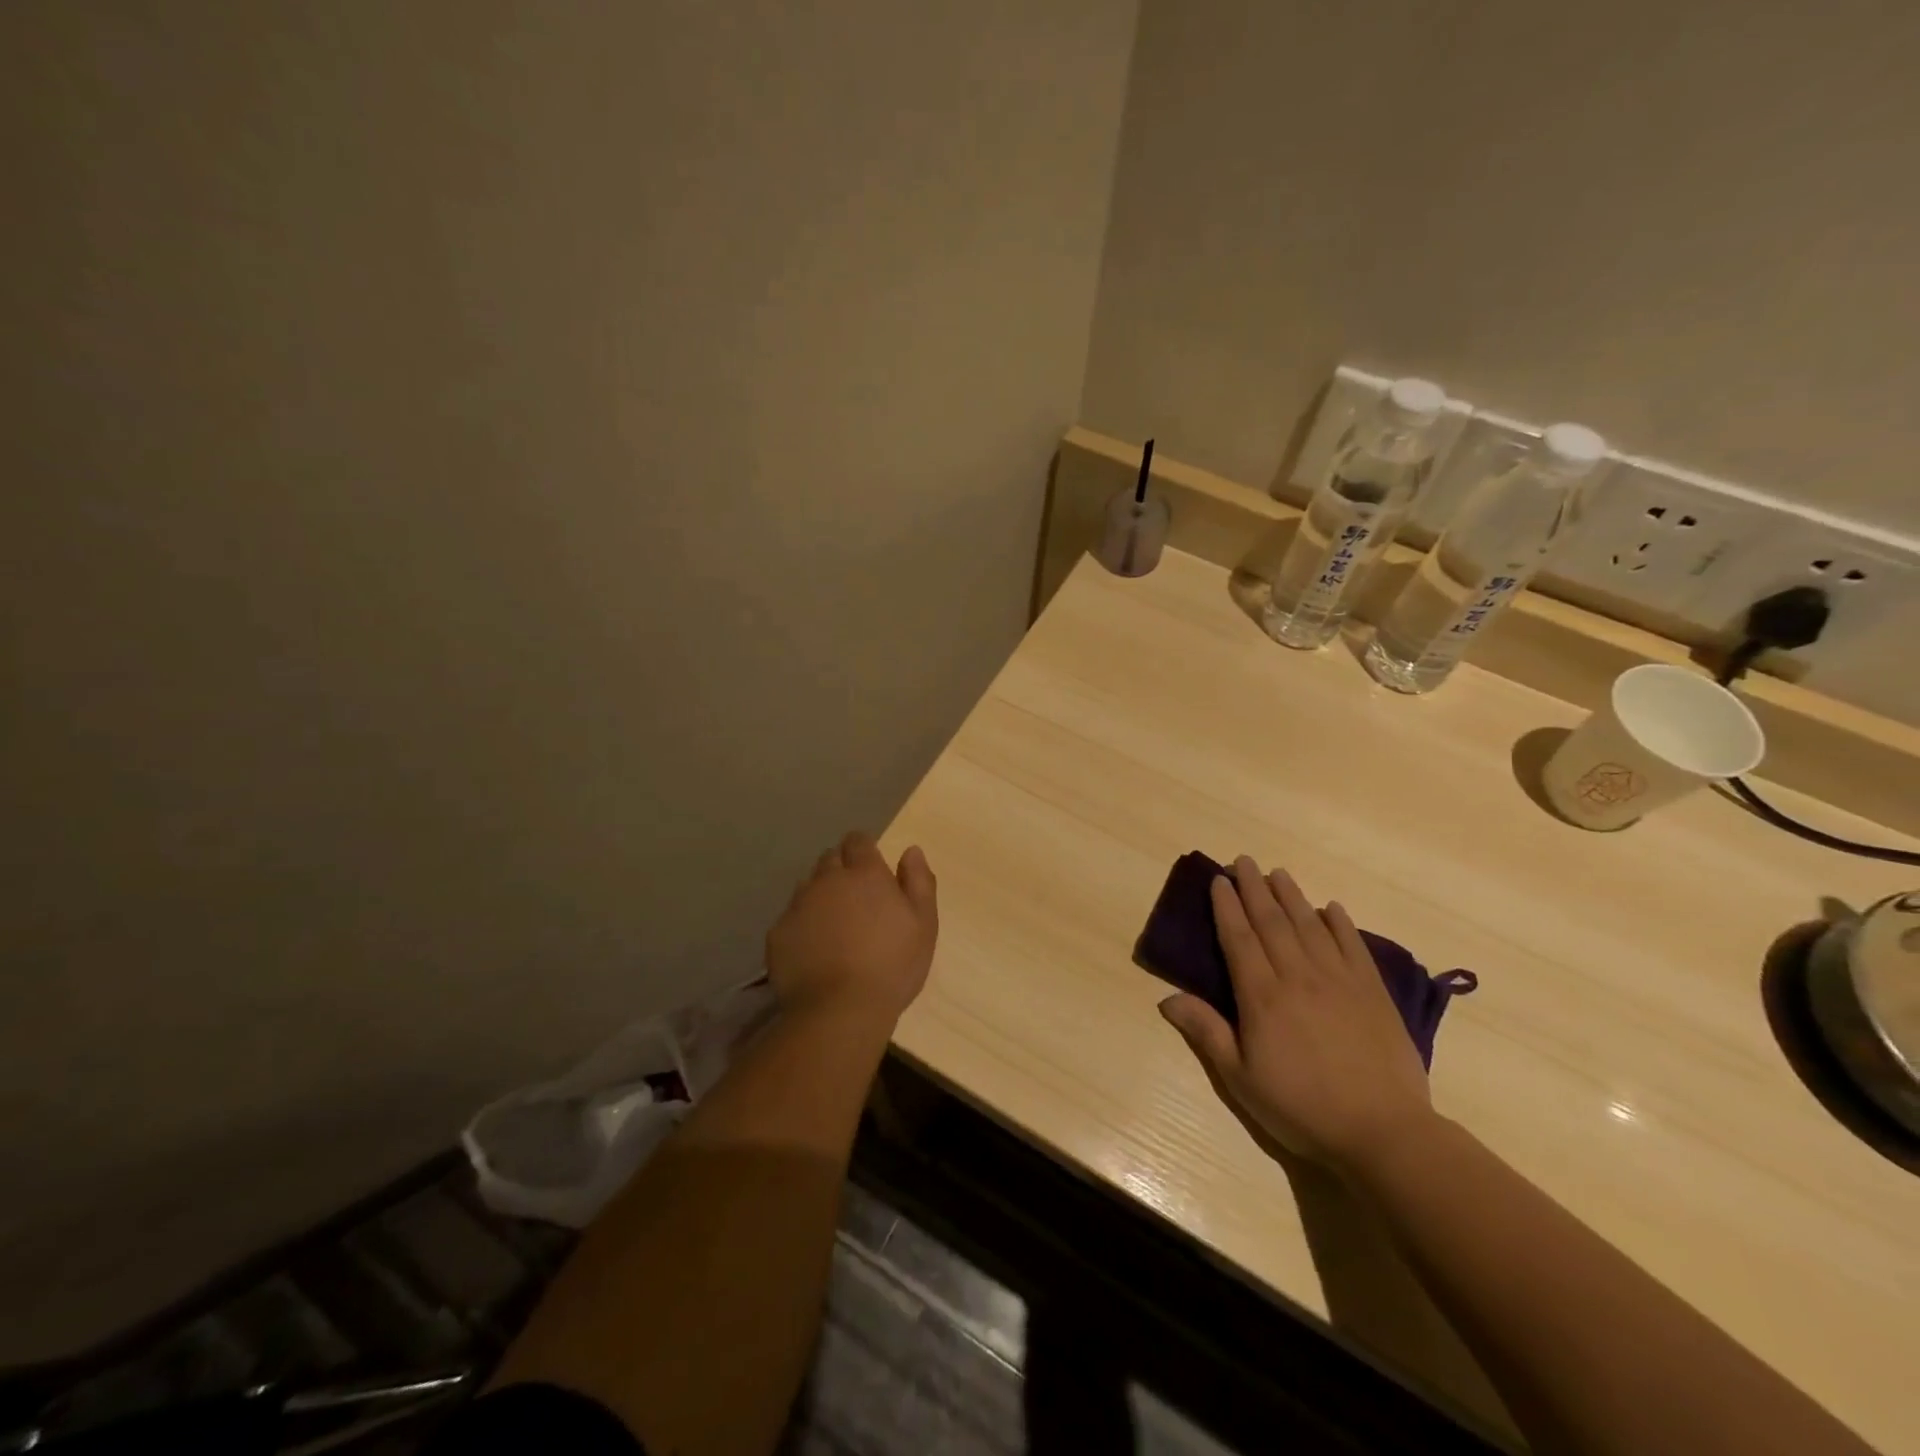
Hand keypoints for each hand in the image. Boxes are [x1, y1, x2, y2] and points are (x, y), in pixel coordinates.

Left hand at [766, 831, 938, 1027]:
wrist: (839, 1011)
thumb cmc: (892, 966)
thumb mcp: (924, 924)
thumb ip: (919, 881)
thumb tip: (911, 851)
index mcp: (865, 874)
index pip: (858, 841)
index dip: (864, 849)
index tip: (871, 867)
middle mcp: (827, 880)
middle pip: (830, 859)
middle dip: (841, 869)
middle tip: (856, 897)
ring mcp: (798, 905)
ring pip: (808, 886)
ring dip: (820, 895)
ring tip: (833, 924)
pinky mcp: (778, 933)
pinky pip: (790, 918)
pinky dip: (802, 925)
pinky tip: (813, 949)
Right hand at [1158, 857, 1435, 1174]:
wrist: (1383, 1132)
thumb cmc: (1301, 1108)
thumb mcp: (1241, 1079)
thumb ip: (1207, 1032)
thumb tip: (1167, 998)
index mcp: (1261, 996)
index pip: (1239, 938)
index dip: (1227, 906)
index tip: (1219, 880)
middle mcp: (1297, 976)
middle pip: (1272, 922)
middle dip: (1254, 888)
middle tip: (1243, 861)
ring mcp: (1339, 980)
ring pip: (1309, 926)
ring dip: (1291, 896)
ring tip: (1278, 873)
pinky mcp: (1372, 992)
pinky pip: (1353, 946)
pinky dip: (1340, 923)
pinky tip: (1331, 907)